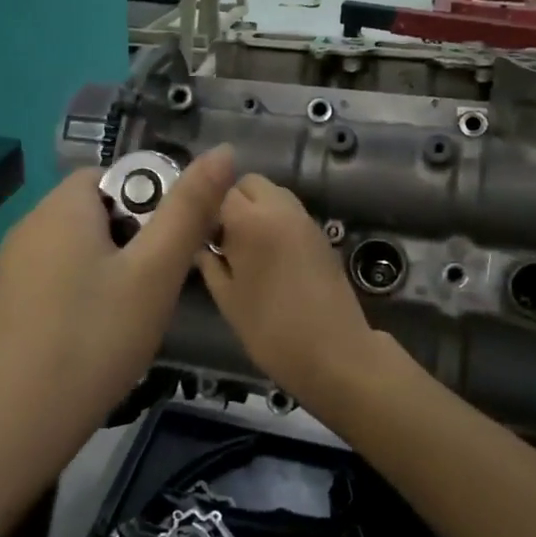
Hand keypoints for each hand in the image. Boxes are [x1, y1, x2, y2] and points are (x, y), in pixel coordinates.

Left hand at [0, 147, 236, 496]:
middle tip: (160, 288)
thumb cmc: (92, 342)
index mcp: (62, 207)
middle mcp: (30, 227)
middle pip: (99, 212)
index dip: (155, 201)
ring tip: (135, 317)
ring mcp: (13, 269)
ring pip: (81, 250)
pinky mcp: (8, 306)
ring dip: (115, 271)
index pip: (117, 174)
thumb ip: (189, 211)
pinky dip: (87, 296)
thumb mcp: (153, 275)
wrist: (8, 431)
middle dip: (138, 240)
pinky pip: (60, 281)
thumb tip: (223, 150)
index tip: (174, 249)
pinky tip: (98, 338)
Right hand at [196, 174, 379, 405]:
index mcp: (251, 221)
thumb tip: (201, 247)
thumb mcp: (227, 300)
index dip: (207, 211)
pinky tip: (270, 258)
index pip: (219, 191)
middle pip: (250, 183)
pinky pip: (291, 214)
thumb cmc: (271, 329)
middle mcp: (280, 209)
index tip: (201, 238)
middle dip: (233, 202)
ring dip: (256, 210)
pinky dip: (276, 222)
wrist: (335, 353)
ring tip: (247, 249)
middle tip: (224, 240)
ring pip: (273, 195)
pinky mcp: (322, 235)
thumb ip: (210, 264)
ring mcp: (306, 220)